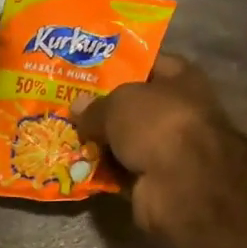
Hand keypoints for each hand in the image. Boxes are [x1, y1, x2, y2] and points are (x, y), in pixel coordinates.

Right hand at [73, 55, 240, 240]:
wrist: (181, 184)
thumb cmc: (156, 124)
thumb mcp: (118, 103)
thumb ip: (95, 106)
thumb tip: (77, 108)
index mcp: (181, 79)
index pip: (149, 63)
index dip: (119, 64)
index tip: (87, 69)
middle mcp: (177, 111)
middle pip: (133, 106)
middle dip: (102, 108)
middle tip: (68, 106)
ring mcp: (167, 148)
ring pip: (125, 141)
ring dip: (100, 143)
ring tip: (65, 136)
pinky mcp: (154, 180)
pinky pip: (121, 170)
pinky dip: (103, 171)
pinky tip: (76, 167)